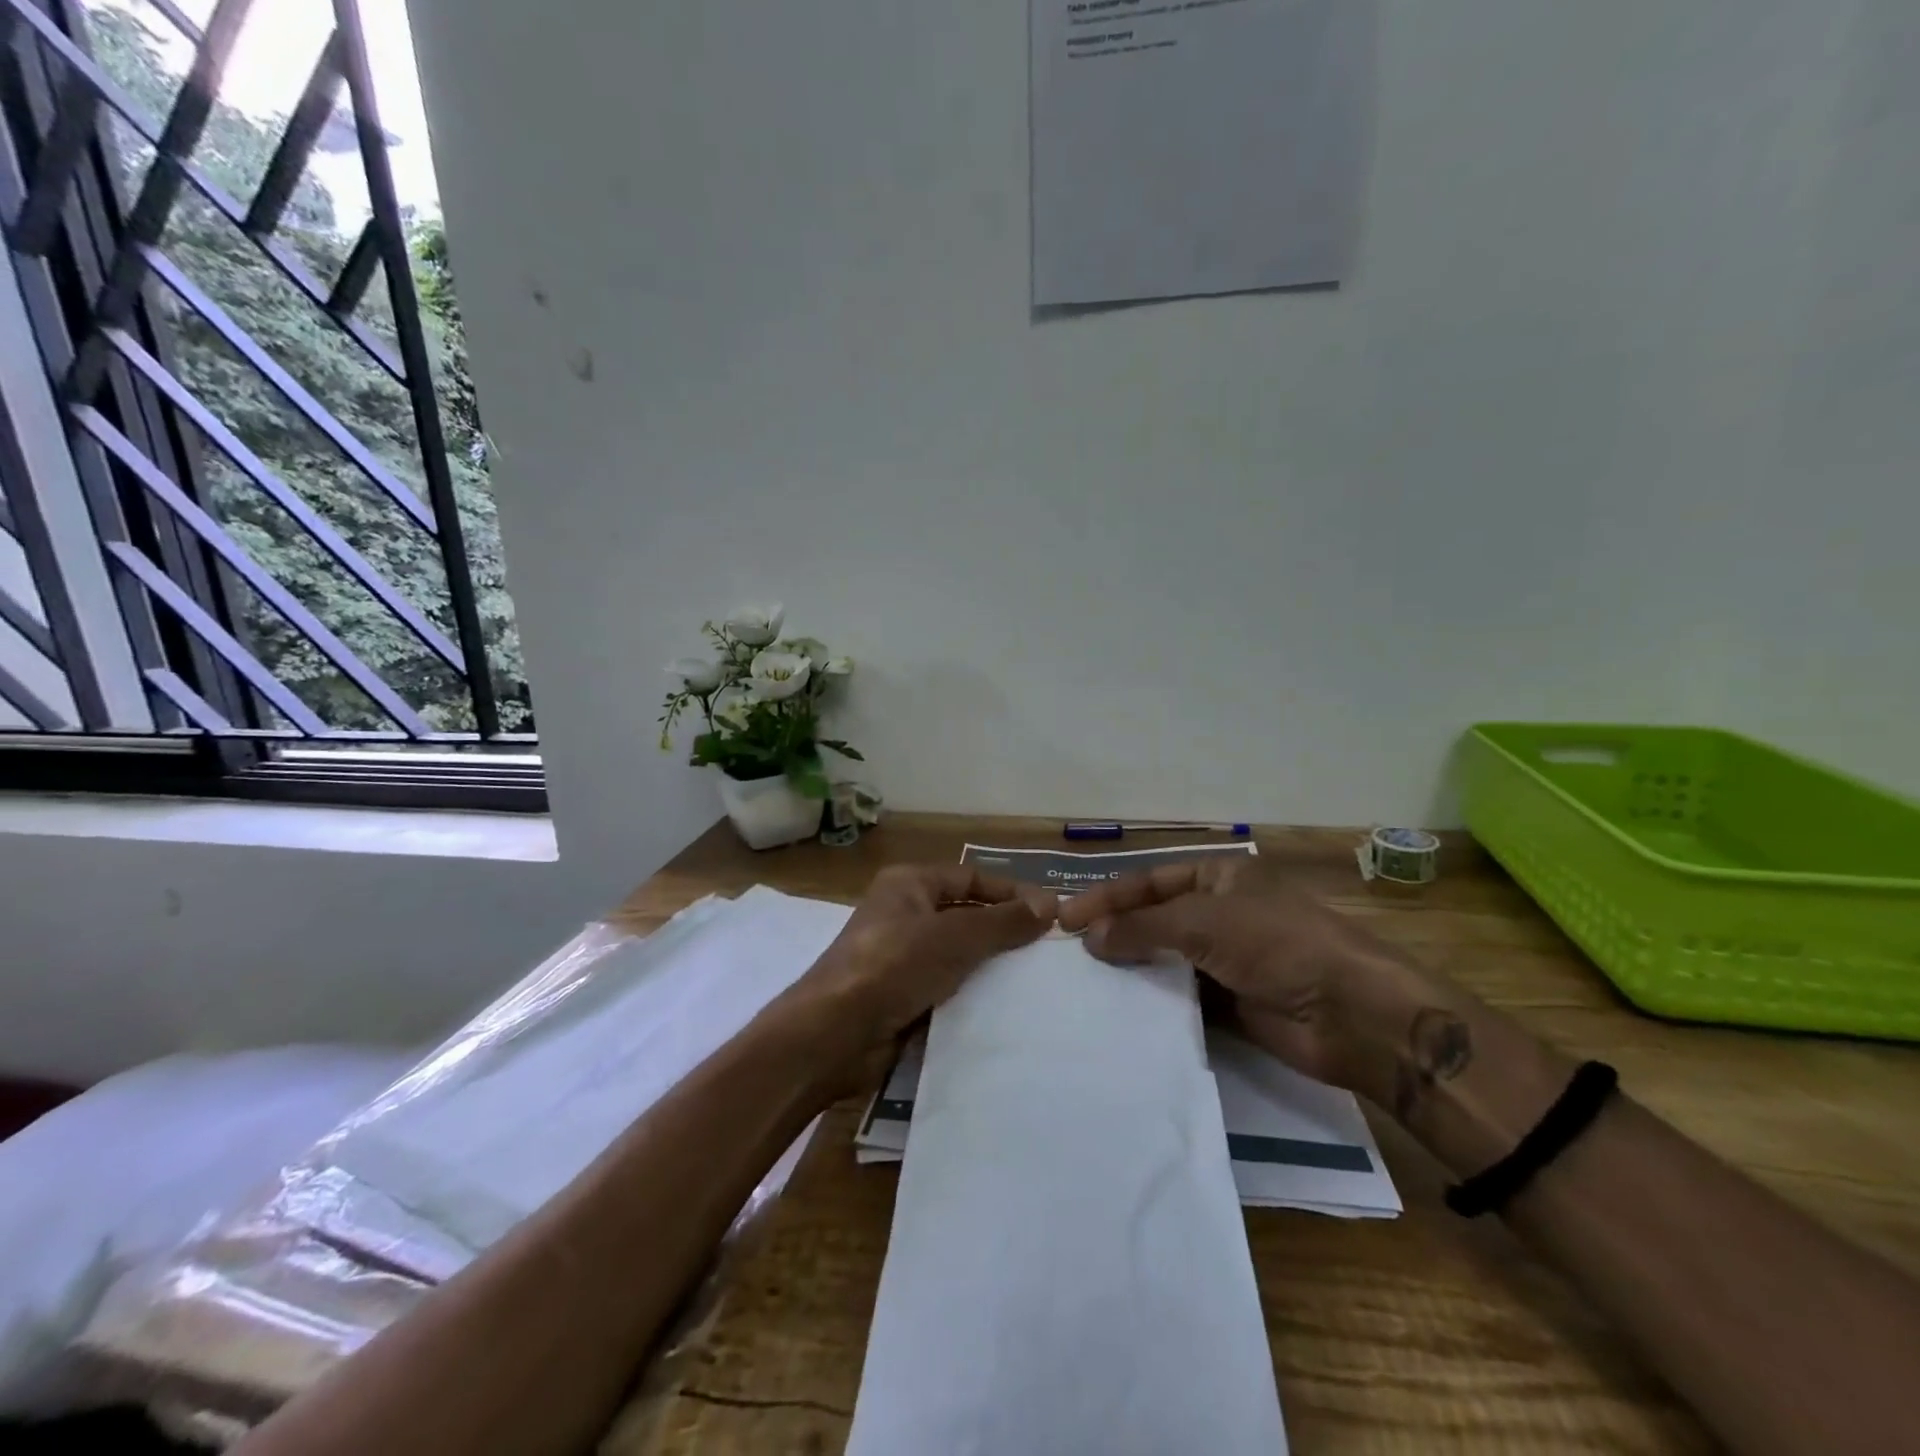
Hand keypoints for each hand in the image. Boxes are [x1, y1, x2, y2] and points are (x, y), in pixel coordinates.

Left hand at [786, 864, 1057, 1085]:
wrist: (833, 1035)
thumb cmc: (892, 967)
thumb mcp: (954, 937)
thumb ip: (1003, 921)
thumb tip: (1050, 904)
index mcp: (909, 885)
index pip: (971, 878)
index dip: (1010, 893)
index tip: (1052, 914)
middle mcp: (904, 914)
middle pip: (966, 916)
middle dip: (1005, 931)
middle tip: (1051, 951)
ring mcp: (901, 957)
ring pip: (959, 955)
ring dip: (992, 967)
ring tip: (1038, 981)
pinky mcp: (902, 996)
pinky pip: (947, 987)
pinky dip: (973, 995)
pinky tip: (1007, 1009)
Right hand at [1056, 858, 1430, 1105]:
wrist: (1352, 1014)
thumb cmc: (1277, 944)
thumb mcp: (1205, 923)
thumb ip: (1144, 928)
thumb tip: (1089, 937)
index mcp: (1220, 877)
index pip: (1151, 882)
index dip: (1108, 897)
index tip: (1065, 918)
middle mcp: (1221, 913)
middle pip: (1155, 919)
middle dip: (1115, 932)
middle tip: (1068, 952)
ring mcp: (1227, 959)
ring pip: (1167, 959)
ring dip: (1132, 968)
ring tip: (1085, 984)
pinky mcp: (1232, 1003)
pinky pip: (1182, 998)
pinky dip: (1155, 1002)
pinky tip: (1121, 1012)